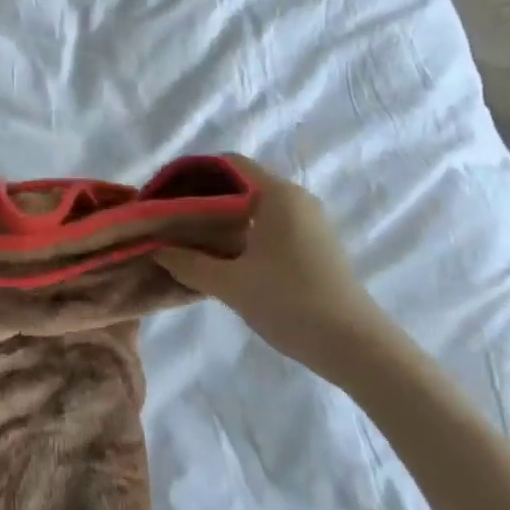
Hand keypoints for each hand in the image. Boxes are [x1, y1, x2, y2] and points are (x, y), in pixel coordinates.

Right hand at [156, 156, 398, 385]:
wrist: (353, 345)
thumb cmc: (289, 303)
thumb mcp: (229, 284)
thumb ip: (187, 262)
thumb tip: (156, 249)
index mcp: (277, 195)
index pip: (227, 163)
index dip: (191, 173)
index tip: (162, 194)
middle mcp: (295, 199)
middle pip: (239, 184)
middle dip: (200, 198)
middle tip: (166, 220)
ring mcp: (307, 222)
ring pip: (252, 207)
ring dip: (218, 219)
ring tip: (184, 239)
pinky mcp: (311, 245)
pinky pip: (266, 225)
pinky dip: (238, 233)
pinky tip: (217, 257)